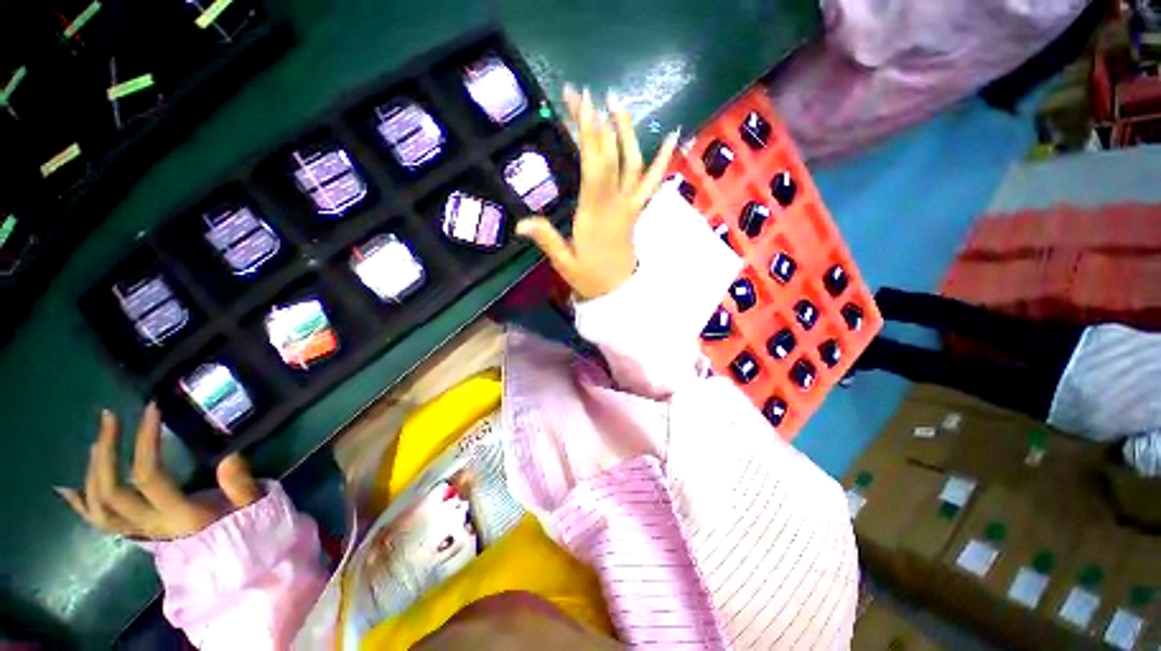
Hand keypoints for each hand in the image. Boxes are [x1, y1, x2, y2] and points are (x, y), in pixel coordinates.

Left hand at [55, 404, 261, 539]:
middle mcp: (150, 526)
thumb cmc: (245, 530)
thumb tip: (230, 456)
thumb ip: (241, 485)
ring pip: (97, 507)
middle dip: (106, 451)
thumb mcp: (253, 507)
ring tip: (99, 441)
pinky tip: (67, 488)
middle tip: (111, 418)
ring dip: (92, 470)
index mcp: (178, 517)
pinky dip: (80, 505)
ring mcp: (139, 533)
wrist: (234, 565)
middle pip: (110, 491)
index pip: (148, 477)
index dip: (145, 442)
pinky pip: (99, 524)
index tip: (152, 410)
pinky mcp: (136, 535)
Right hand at [516, 86, 679, 299]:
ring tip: (617, 102)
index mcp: (594, 214)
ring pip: (633, 163)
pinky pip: (653, 182)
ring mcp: (630, 205)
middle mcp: (616, 204)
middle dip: (596, 122)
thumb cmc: (589, 278)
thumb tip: (519, 223)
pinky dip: (663, 159)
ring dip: (626, 131)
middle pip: (610, 156)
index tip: (580, 103)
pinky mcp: (638, 210)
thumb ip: (546, 240)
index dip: (589, 133)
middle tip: (582, 93)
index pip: (594, 166)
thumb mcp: (564, 262)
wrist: (619, 292)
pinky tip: (672, 136)